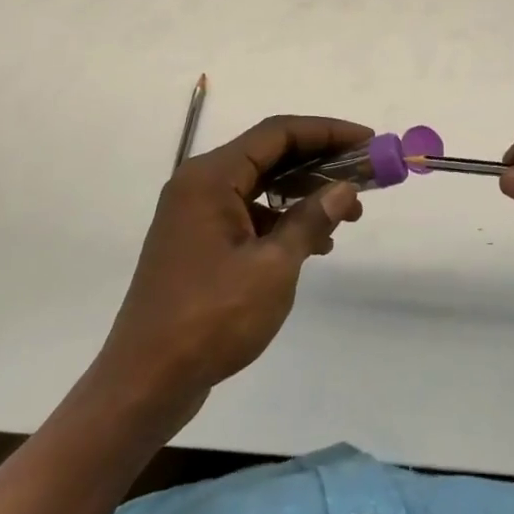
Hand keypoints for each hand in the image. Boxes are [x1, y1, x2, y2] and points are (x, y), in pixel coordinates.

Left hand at [91, 115, 369, 423]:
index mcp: (211, 177)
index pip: (278, 133)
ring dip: (305, 193)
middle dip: (321, 162)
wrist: (144, 382)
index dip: (327, 131)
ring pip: (261, 184)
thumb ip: (311, 221)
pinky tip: (314, 244)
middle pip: (269, 154)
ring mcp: (195, 213)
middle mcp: (200, 184)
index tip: (368, 140)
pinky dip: (282, 219)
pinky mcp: (197, 241)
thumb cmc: (210, 318)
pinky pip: (248, 212)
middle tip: (366, 176)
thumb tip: (345, 189)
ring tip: (349, 215)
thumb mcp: (273, 268)